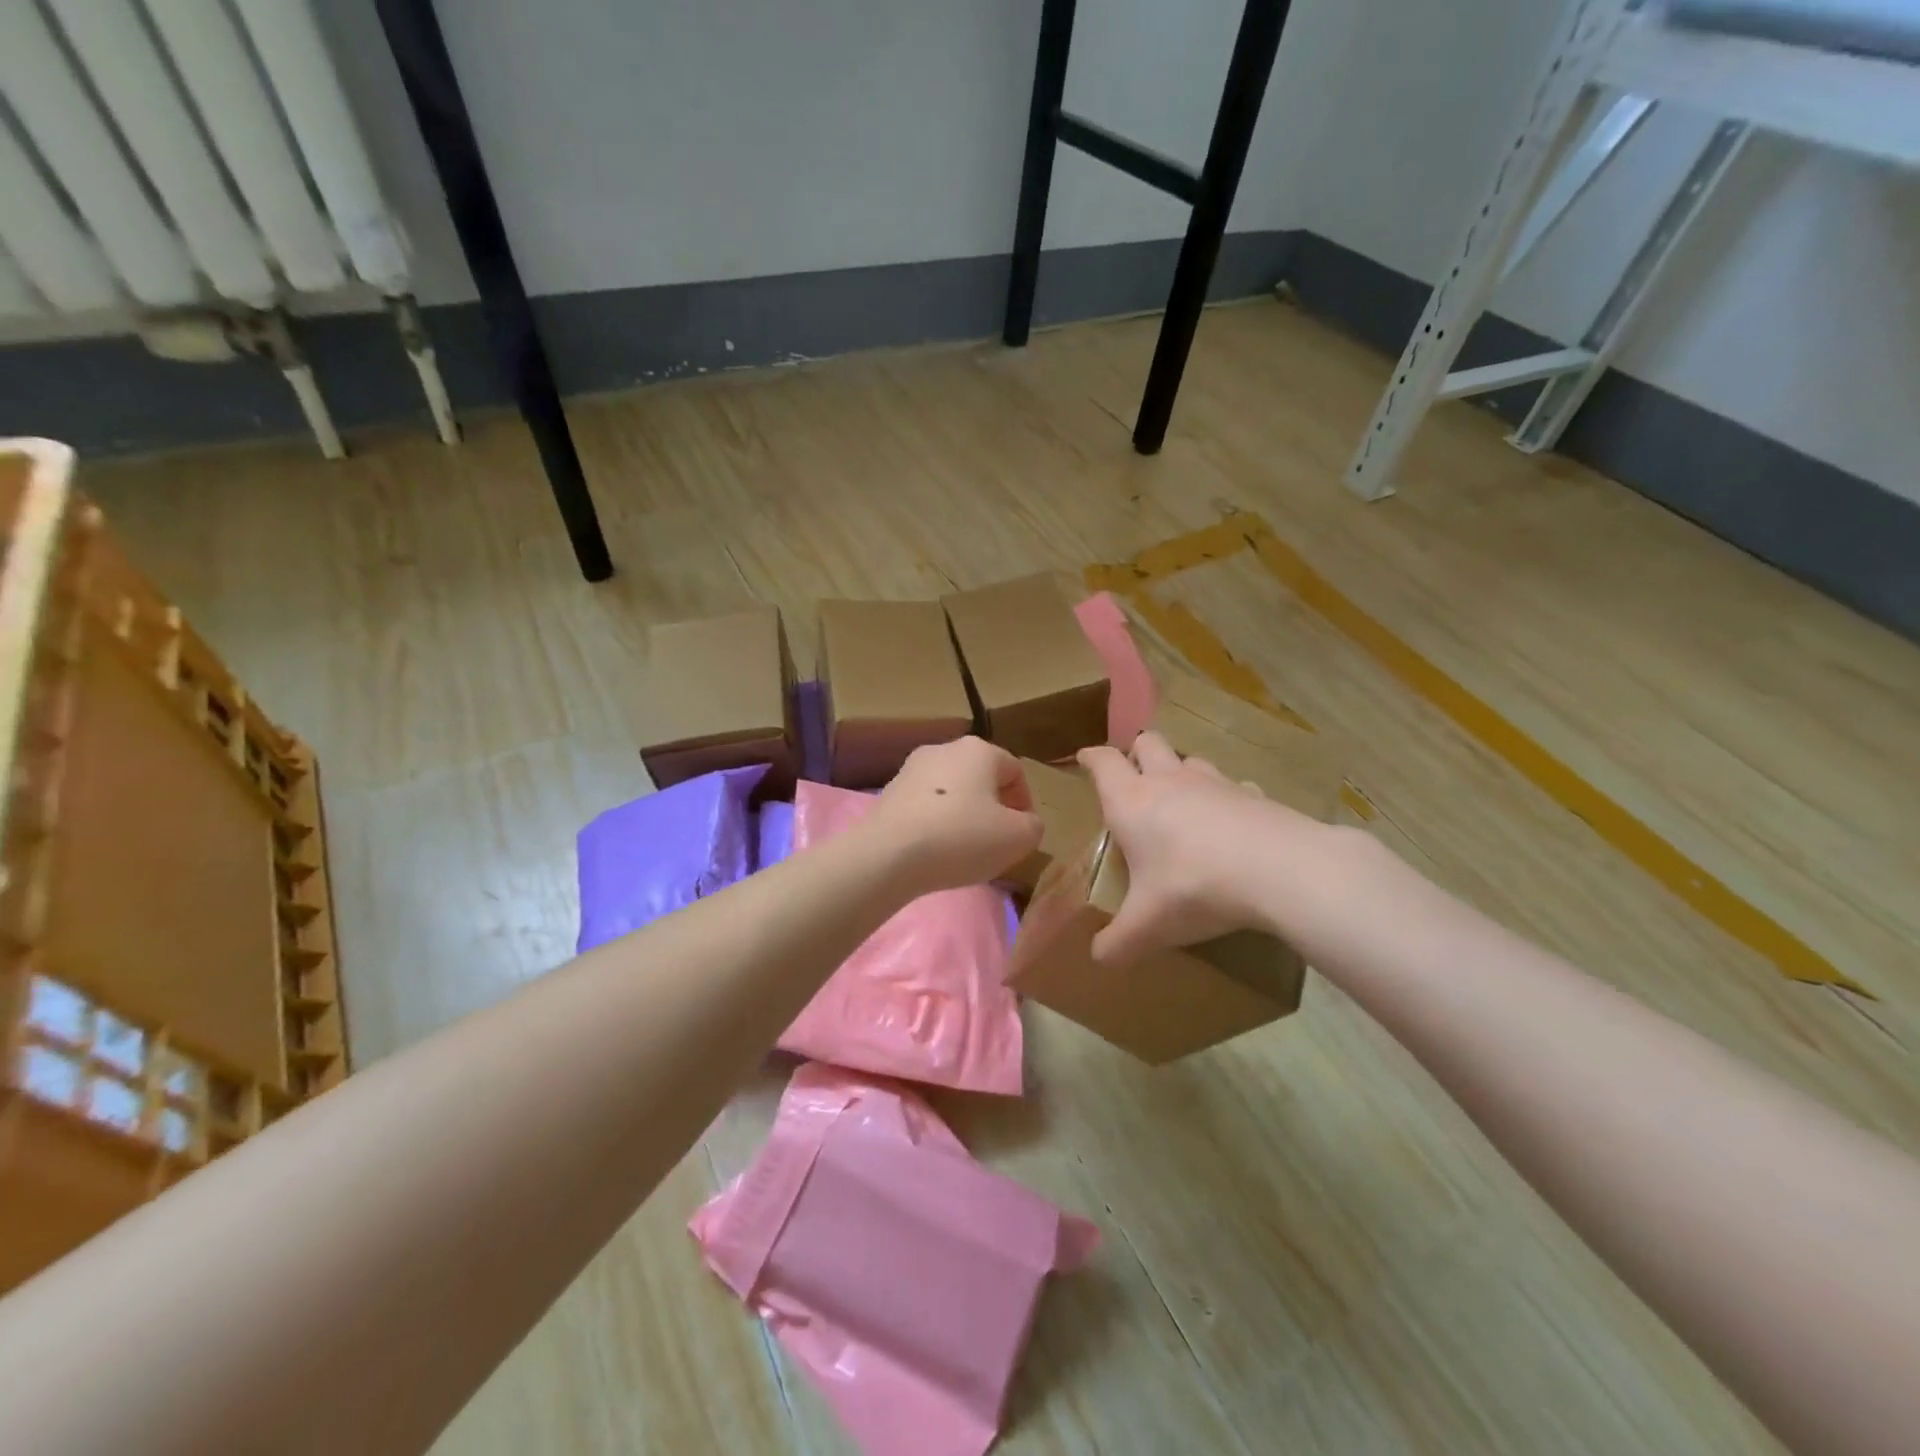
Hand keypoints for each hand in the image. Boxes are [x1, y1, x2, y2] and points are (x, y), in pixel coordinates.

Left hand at [863, 737, 1043, 893]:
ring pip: (950, 791)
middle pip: (980, 777)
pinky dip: (935, 824)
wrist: (888, 855)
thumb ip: (1032, 826)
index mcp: (978, 750)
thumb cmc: (962, 838)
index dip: (1025, 802)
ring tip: (964, 850)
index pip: (1014, 770)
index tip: (1022, 833)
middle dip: (992, 807)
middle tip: (996, 841)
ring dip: (962, 815)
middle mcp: (943, 749)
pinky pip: (924, 807)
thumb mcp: (1018, 838)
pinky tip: (934, 851)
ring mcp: (910, 769)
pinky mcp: (887, 794)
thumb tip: (1023, 823)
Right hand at [1078, 731, 1303, 962]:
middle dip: (1137, 753)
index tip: (1085, 758)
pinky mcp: (1254, 793)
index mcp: (1132, 802)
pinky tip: (1233, 821)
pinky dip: (1227, 796)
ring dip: (1181, 770)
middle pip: (1148, 743)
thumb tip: (1098, 958)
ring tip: (1182, 797)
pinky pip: (1234, 785)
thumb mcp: (1148, 925)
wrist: (1280, 870)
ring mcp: (1215, 783)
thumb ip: (1118, 942)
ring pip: (1191, 759)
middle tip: (1134, 775)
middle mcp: (1170, 782)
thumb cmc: (1194, 888)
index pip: (1104, 763)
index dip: (1092, 757)